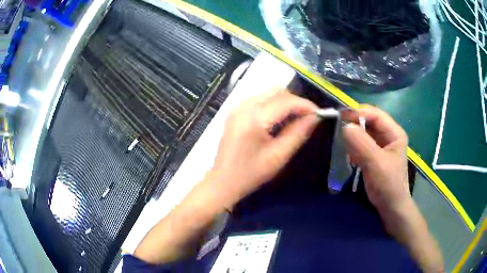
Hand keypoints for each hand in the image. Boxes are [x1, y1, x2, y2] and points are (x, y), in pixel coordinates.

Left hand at [208, 90, 319, 207]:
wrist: (222, 181)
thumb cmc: (250, 174)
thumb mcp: (278, 156)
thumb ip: (298, 133)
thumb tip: (315, 117)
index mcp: (254, 118)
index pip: (286, 101)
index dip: (306, 105)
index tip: (320, 114)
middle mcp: (244, 106)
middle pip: (276, 91)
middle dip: (295, 101)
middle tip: (307, 118)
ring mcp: (237, 107)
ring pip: (268, 92)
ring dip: (284, 101)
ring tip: (294, 119)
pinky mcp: (235, 111)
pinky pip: (259, 99)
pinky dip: (272, 104)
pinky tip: (277, 120)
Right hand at [343, 105, 410, 214]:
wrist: (390, 207)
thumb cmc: (388, 185)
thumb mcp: (376, 163)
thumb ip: (362, 143)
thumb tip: (345, 125)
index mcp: (394, 133)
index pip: (375, 114)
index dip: (358, 112)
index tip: (340, 117)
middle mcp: (388, 135)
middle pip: (369, 121)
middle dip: (354, 123)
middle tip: (337, 128)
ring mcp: (381, 145)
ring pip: (364, 132)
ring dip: (352, 135)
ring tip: (341, 141)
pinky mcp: (373, 154)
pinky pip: (361, 143)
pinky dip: (353, 145)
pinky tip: (348, 153)